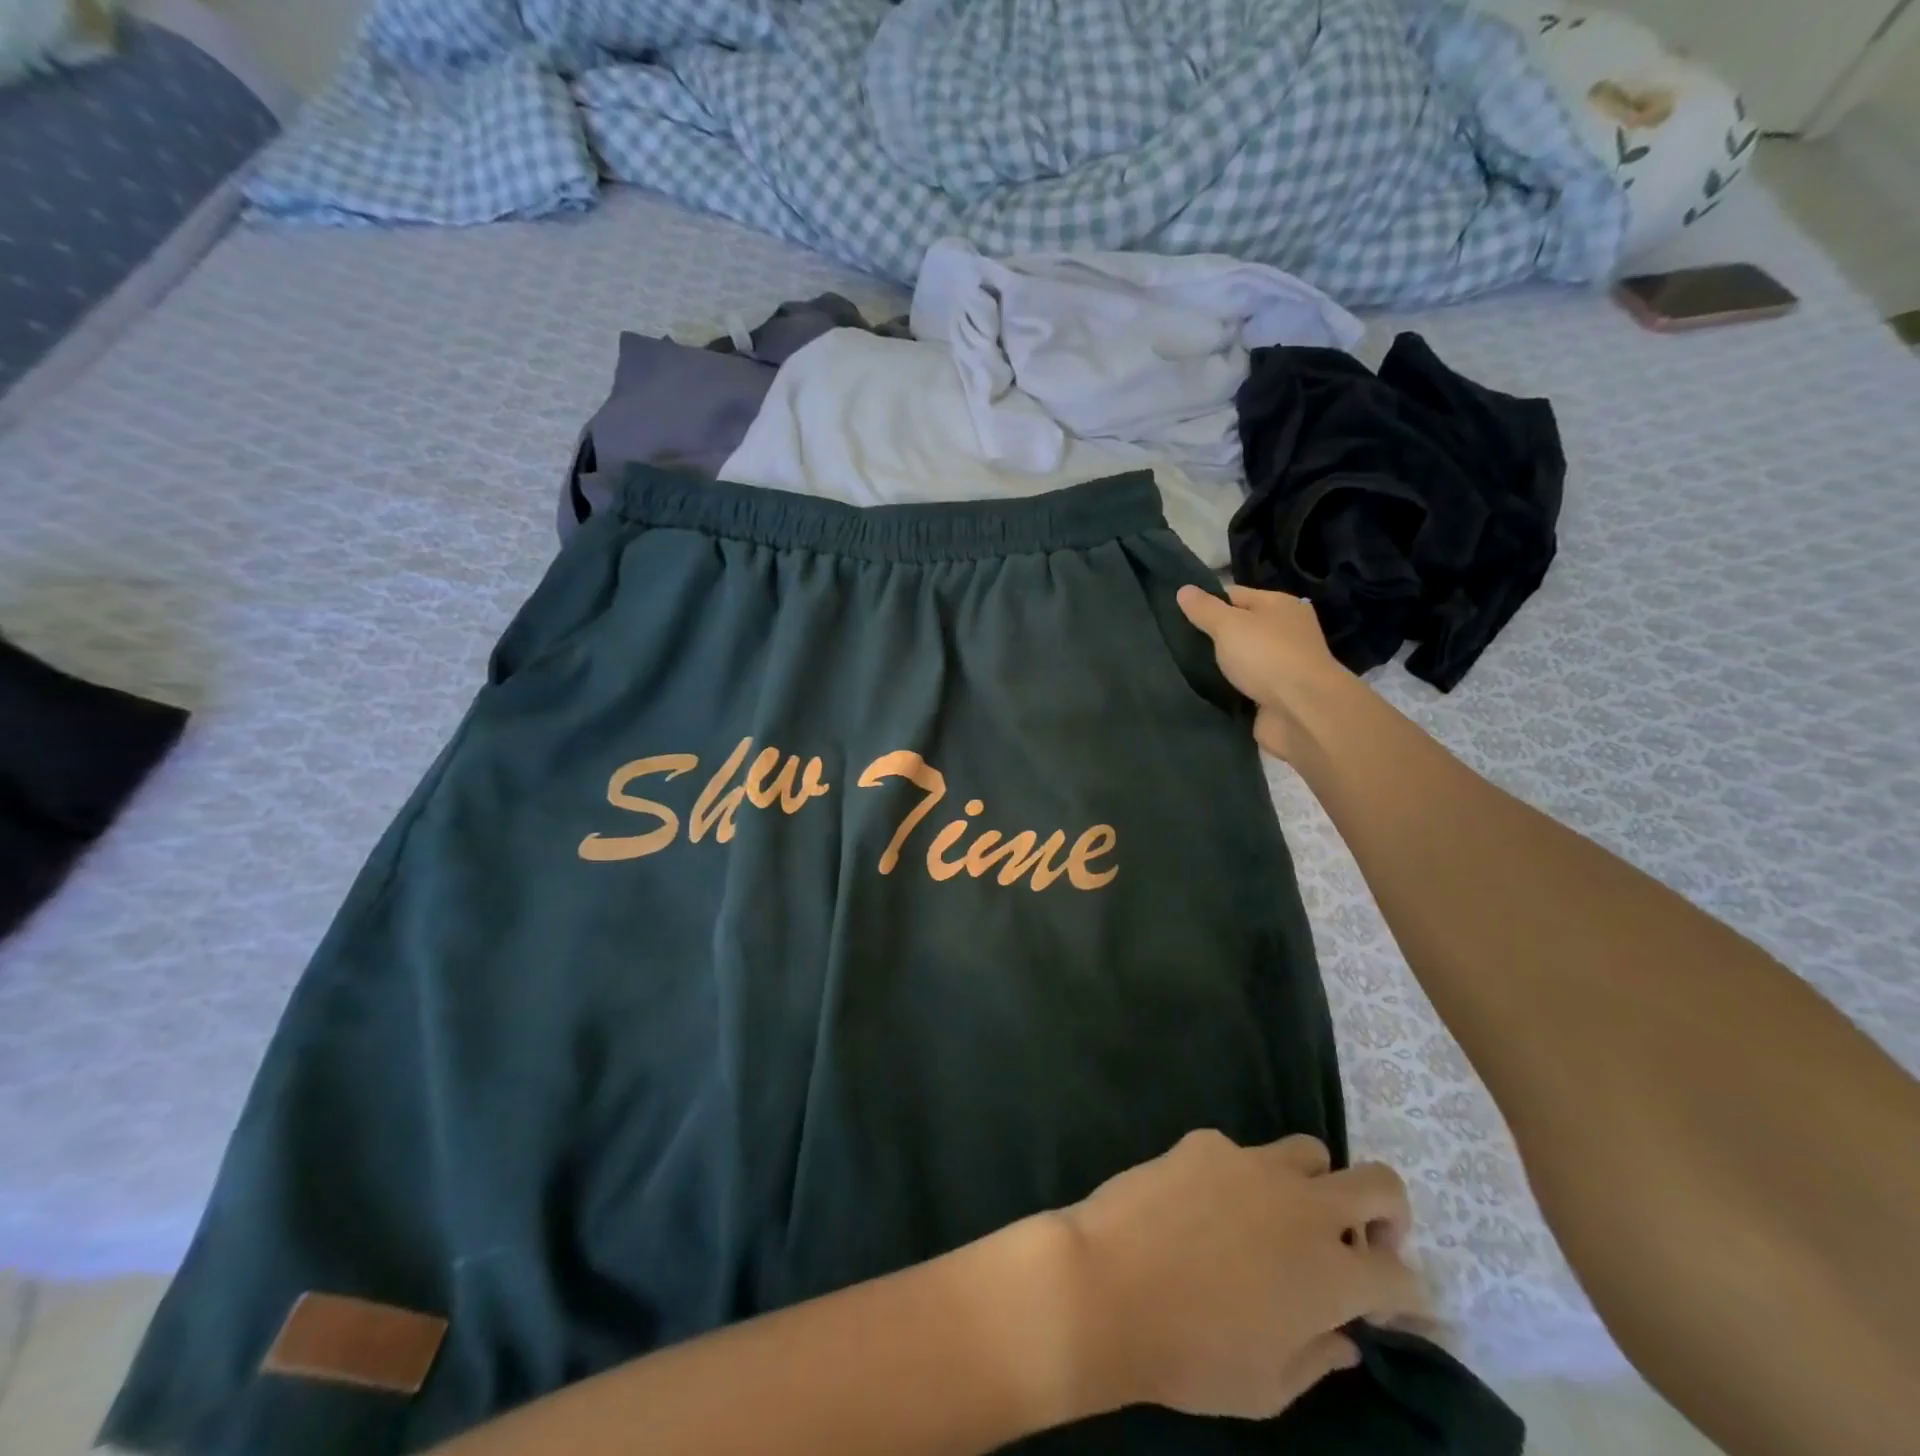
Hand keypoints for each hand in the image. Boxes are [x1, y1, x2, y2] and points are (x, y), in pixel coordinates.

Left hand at [1055, 1130, 1424, 1421]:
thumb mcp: (1269, 1387)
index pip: (1404, 1276)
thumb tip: (1344, 1337)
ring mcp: (1251, 1163)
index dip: (1405, 1296)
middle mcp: (1303, 1207)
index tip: (1381, 1310)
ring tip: (1281, 1217)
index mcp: (1332, 1274)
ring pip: (1310, 1152)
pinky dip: (1240, 1177)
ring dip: (1313, 1184)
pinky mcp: (1205, 1142)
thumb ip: (1318, 1357)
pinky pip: (1240, 1152)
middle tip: (1360, 1243)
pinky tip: (1206, 1206)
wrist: (1108, 1285)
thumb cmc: (1192, 1355)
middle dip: (1388, 1214)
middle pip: (1380, 1184)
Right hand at [1176, 585, 1349, 761]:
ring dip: (1220, 664)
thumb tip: (1184, 589)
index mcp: (1280, 605)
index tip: (1177, 615)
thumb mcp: (1228, 625)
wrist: (1302, 712)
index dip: (1207, 602)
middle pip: (1240, 627)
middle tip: (1178, 643)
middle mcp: (1285, 631)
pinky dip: (1229, 688)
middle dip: (1212, 636)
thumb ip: (1205, 609)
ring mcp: (1283, 665)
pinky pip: (1244, 685)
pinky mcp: (1276, 695)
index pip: (1235, 595)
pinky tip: (1205, 689)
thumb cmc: (1266, 656)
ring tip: (1185, 667)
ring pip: (1241, 658)